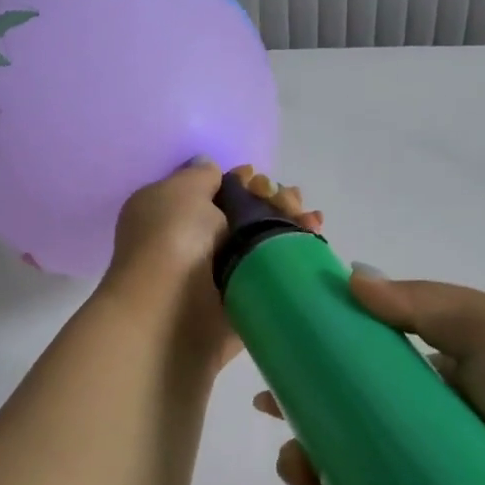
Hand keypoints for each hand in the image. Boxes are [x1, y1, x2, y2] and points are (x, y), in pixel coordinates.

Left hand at [102, 161, 321, 365]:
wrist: (170, 316)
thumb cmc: (171, 242)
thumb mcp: (179, 191)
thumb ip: (200, 175)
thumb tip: (209, 168)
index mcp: (170, 215)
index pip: (215, 192)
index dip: (243, 182)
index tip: (259, 180)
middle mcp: (193, 245)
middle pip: (245, 217)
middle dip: (273, 202)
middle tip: (292, 201)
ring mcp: (219, 278)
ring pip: (262, 246)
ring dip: (289, 227)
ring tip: (311, 220)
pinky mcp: (242, 305)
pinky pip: (273, 277)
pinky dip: (295, 259)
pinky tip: (313, 241)